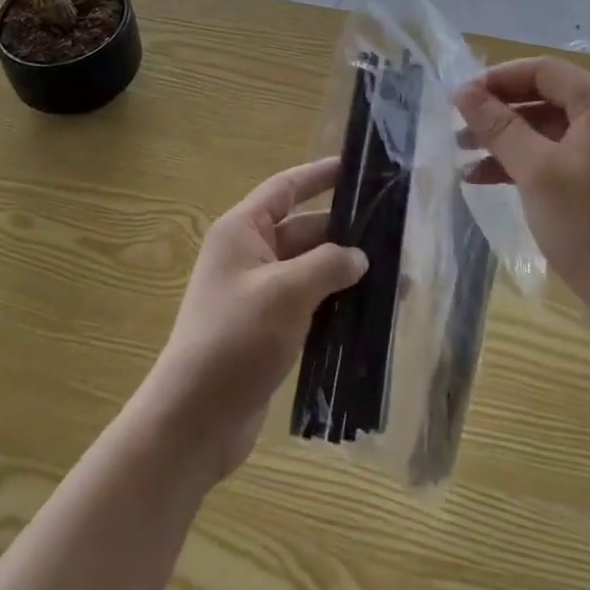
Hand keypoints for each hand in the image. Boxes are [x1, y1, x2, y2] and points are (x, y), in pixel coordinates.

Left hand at [138, 158, 366, 481]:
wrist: (194, 422)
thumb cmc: (235, 340)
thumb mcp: (287, 293)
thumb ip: (328, 265)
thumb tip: (359, 257)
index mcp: (243, 231)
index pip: (285, 188)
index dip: (319, 175)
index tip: (356, 168)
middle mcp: (249, 255)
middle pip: (304, 230)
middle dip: (344, 233)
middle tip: (393, 232)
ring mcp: (258, 294)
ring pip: (310, 270)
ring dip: (345, 272)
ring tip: (395, 276)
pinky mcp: (268, 329)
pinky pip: (308, 303)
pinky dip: (335, 304)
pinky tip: (371, 313)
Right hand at [455, 57, 589, 340]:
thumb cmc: (589, 226)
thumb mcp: (535, 170)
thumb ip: (498, 125)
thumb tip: (463, 92)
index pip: (544, 71)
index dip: (498, 78)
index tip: (460, 98)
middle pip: (547, 98)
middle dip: (500, 111)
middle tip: (458, 127)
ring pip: (550, 130)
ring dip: (507, 139)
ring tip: (464, 156)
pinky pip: (560, 158)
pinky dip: (526, 164)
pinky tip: (488, 180)